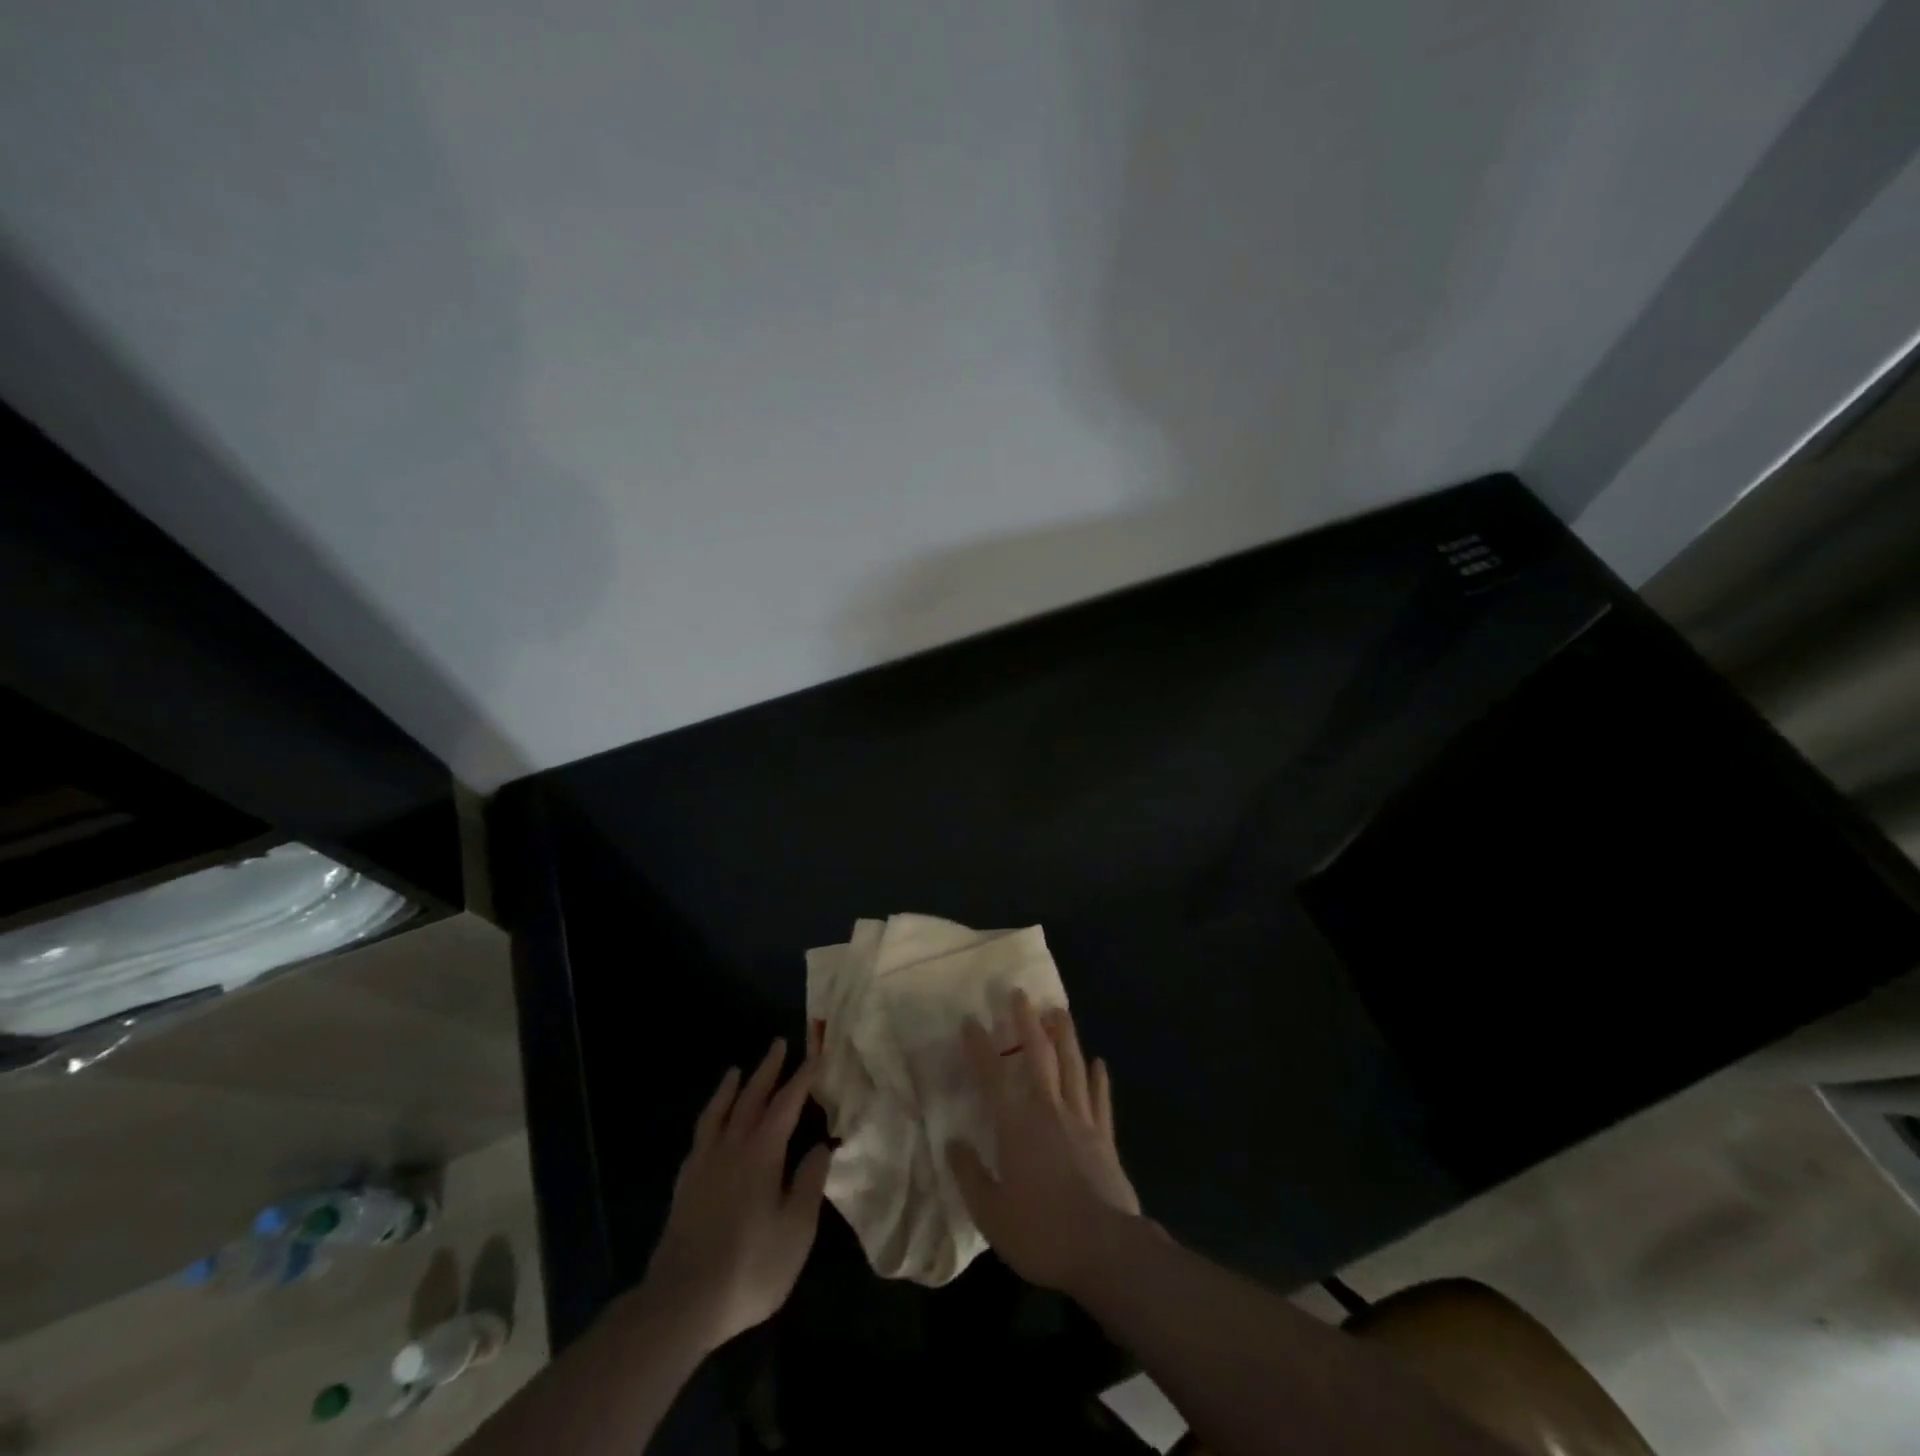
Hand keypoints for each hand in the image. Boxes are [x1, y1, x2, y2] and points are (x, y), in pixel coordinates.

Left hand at [641, 1040, 831, 1351]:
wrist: (682, 1302)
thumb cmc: (749, 1266)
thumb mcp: (796, 1230)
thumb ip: (809, 1183)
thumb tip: (822, 1146)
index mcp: (763, 1152)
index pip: (787, 1103)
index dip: (803, 1077)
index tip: (816, 1054)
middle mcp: (732, 1147)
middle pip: (751, 1097)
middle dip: (768, 1070)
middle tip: (779, 1044)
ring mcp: (704, 1164)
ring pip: (719, 1112)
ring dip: (731, 1088)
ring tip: (736, 1071)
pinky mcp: (685, 1185)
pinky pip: (700, 1136)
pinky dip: (709, 1119)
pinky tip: (711, 1125)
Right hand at [946, 991, 1141, 1291]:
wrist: (1105, 1250)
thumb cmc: (1041, 1232)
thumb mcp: (991, 1213)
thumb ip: (970, 1175)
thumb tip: (953, 1143)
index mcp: (1016, 1126)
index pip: (992, 1076)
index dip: (979, 1047)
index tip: (970, 1020)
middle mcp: (1048, 1111)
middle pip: (1038, 1056)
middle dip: (1026, 1022)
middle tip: (1019, 994)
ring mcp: (1081, 1121)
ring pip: (1072, 1066)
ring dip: (1064, 1036)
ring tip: (1058, 1010)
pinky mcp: (1105, 1138)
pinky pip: (1100, 1100)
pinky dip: (1099, 1078)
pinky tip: (1099, 1062)